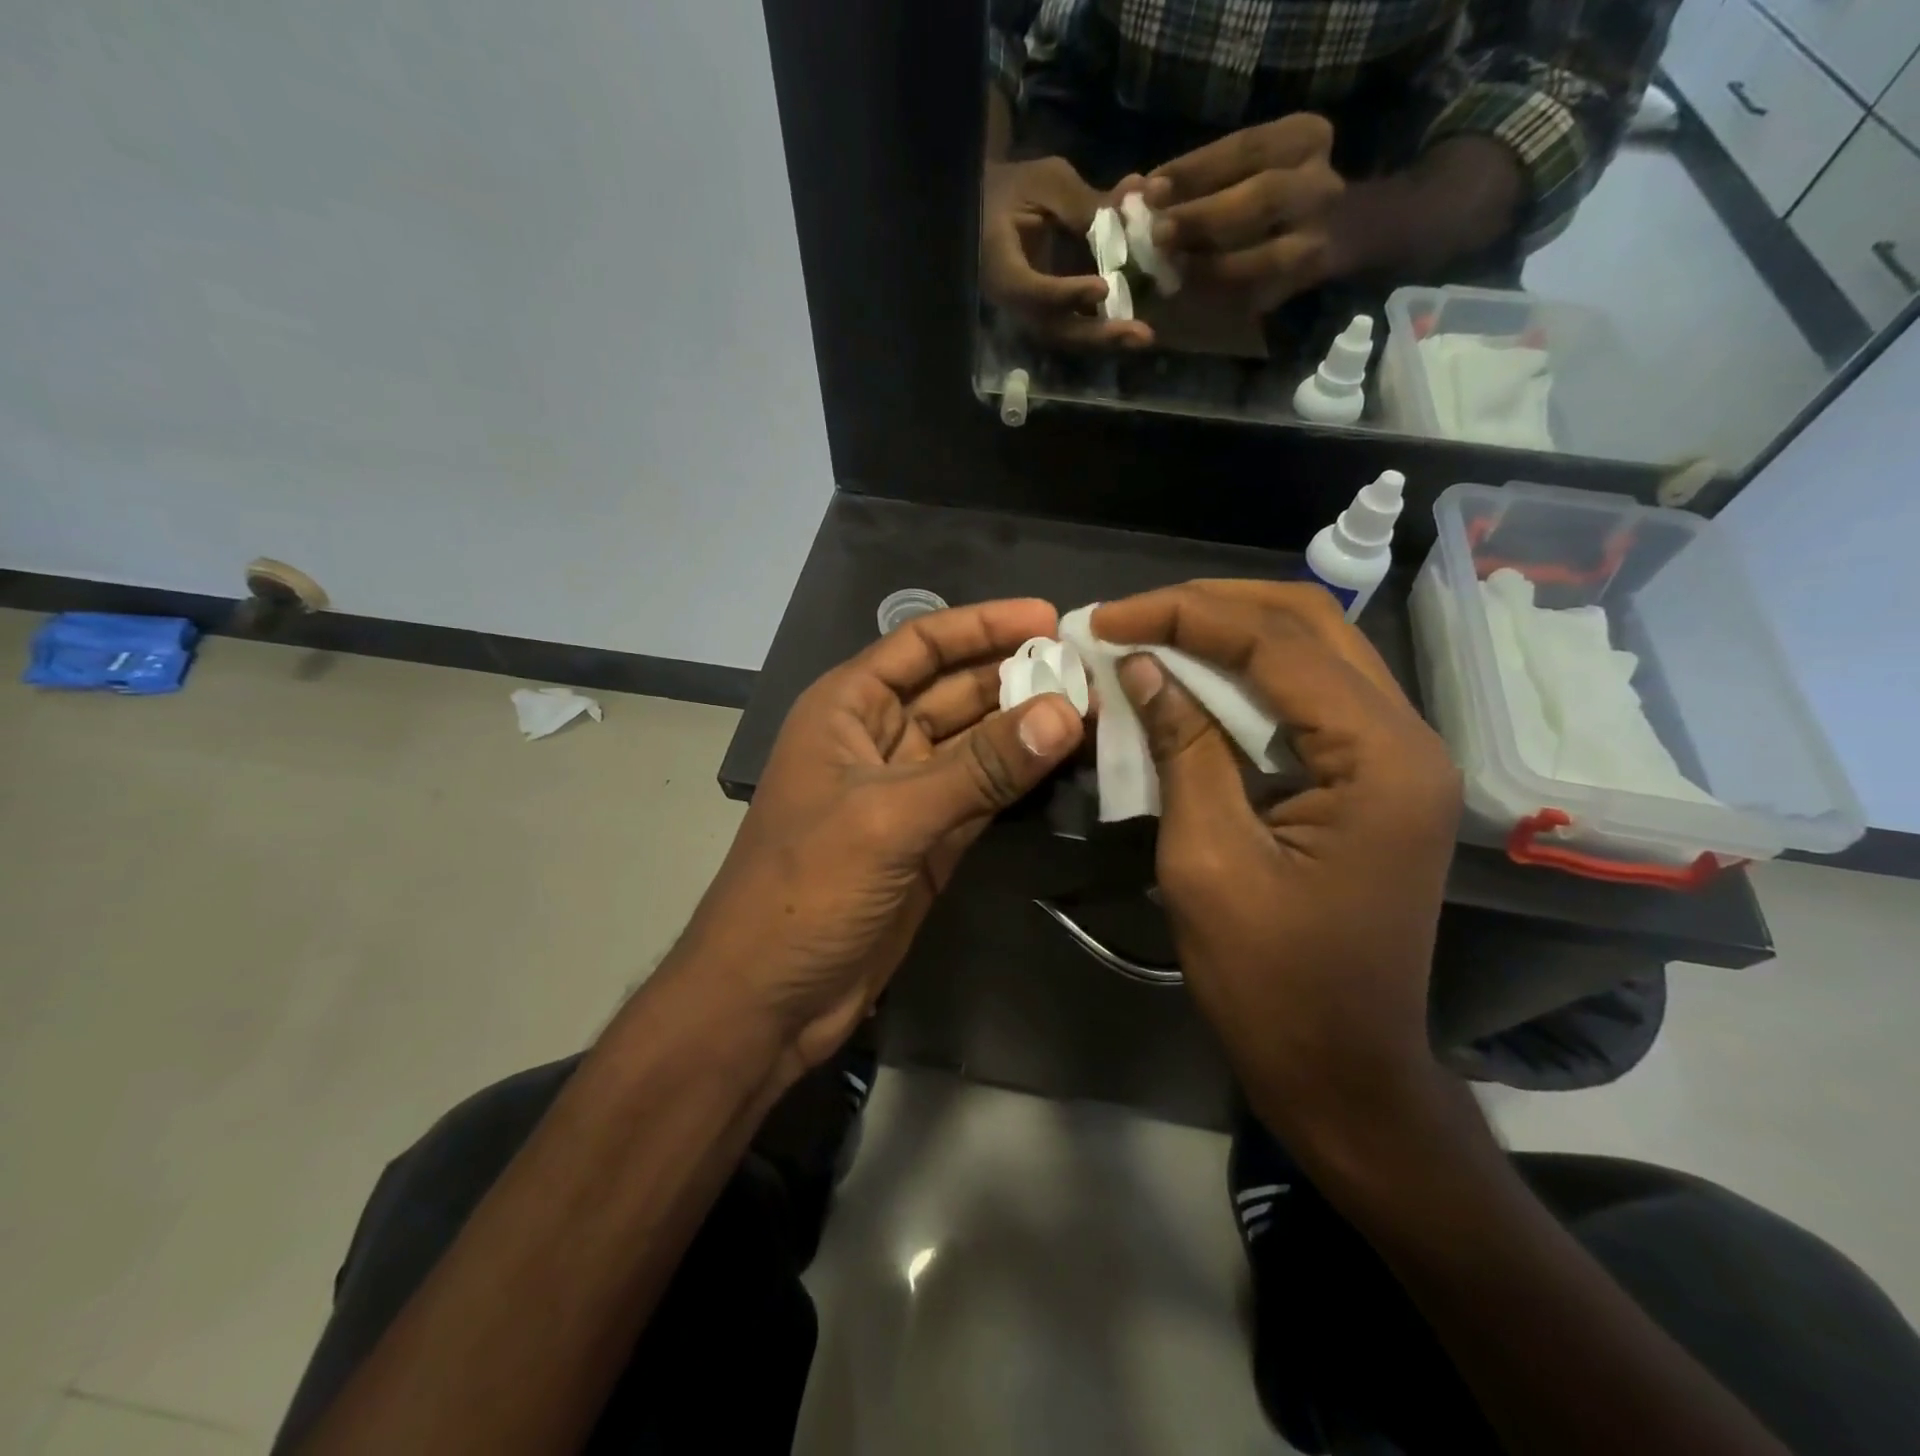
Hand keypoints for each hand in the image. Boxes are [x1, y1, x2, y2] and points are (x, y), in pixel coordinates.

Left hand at [670, 600, 1084, 1087]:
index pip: (921, 645)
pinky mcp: (930, 841)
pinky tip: (1067, 762)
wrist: (768, 998)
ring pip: (976, 744)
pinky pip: (984, 794)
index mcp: (846, 709)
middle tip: (1091, 670)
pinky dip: (1021, 780)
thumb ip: (980, 767)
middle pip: (956, 691)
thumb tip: (1066, 714)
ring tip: (1095, 708)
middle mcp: (877, 740)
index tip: (1050, 619)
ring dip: (1027, 728)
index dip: (983, 626)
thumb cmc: (806, 889)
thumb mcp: (890, 817)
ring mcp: (907, 793)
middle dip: (1017, 677)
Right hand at [981, 157, 1154, 347]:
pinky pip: (1071, 327)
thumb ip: (1082, 203)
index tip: (1103, 288)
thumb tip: (1129, 212)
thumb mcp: (1045, 182)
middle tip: (1139, 334)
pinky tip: (1131, 327)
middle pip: (1052, 328)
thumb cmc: (1013, 187)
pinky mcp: (1042, 313)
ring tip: (1141, 336)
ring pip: (1064, 335)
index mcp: (1001, 264)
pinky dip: (1101, 328)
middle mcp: (1012, 300)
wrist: (987, 207)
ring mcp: (1027, 311)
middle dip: (1096, 332)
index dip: (1066, 294)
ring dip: (1104, 338)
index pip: (1032, 290)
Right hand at [1092, 582, 1460, 1138]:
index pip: (1275, 641)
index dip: (1181, 615)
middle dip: (1209, 606)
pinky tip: (1192, 681)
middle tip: (1128, 617)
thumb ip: (1181, 747)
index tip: (1104, 618)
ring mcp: (1397, 756)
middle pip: (1308, 623)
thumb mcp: (1207, 858)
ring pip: (1312, 651)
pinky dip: (1246, 677)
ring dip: (1227, 634)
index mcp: (1378, 756)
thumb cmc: (1271, 979)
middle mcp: (1405, 736)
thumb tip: (1141, 665)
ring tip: (1150, 635)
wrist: (1342, 1067)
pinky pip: (1309, 698)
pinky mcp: (1373, 778)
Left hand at [1139, 114, 1345, 311]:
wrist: (1327, 233)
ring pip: (1266, 256)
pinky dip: (1221, 297)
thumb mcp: (1236, 172)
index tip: (1149, 189)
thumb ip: (1194, 181)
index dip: (1193, 170)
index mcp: (1303, 138)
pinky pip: (1259, 293)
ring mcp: (1318, 239)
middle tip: (1157, 233)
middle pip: (1262, 199)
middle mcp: (1321, 186)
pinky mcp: (1304, 284)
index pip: (1244, 147)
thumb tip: (1134, 189)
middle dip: (1203, 217)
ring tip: (1169, 270)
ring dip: (1211, 266)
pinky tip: (1188, 296)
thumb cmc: (1259, 199)